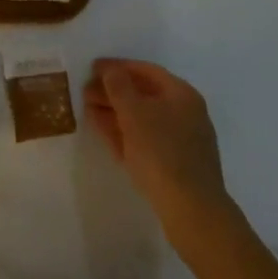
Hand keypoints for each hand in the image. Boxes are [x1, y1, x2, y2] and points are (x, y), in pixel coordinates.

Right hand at [85, 59, 232, 238]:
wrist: (192, 211)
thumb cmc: (162, 152)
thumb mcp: (134, 112)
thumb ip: (118, 85)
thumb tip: (110, 70)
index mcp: (182, 94)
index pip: (145, 70)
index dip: (117, 67)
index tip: (92, 68)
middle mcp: (186, 113)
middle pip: (144, 94)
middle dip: (113, 92)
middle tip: (85, 92)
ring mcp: (182, 141)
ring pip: (143, 119)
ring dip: (115, 113)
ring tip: (88, 111)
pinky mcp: (176, 165)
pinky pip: (146, 140)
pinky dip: (125, 134)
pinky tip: (105, 134)